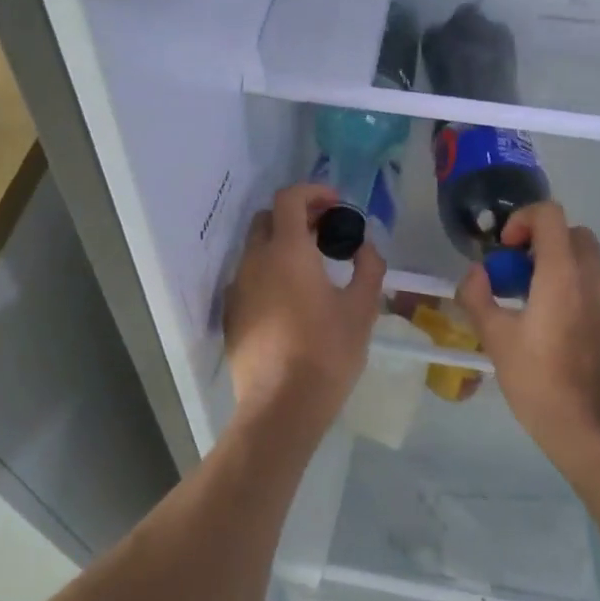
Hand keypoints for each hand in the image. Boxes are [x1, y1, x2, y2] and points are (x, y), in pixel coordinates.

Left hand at [223, 182, 383, 437]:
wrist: (280, 408)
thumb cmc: (326, 353)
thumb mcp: (361, 309)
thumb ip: (368, 267)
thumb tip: (365, 247)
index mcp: (287, 251)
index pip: (289, 198)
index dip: (313, 192)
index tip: (336, 205)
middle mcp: (255, 261)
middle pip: (268, 218)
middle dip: (296, 215)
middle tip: (326, 231)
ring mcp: (238, 288)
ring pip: (256, 249)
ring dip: (282, 244)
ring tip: (312, 266)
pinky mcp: (231, 314)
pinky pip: (248, 277)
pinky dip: (269, 271)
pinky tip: (291, 299)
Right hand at [456, 203, 599, 476]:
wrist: (595, 434)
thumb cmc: (539, 383)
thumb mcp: (495, 339)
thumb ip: (478, 296)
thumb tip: (477, 273)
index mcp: (563, 274)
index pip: (549, 214)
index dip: (523, 220)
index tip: (506, 250)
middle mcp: (596, 278)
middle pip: (573, 234)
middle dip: (543, 243)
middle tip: (519, 275)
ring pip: (590, 261)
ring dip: (562, 267)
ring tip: (538, 304)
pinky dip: (580, 290)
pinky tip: (563, 329)